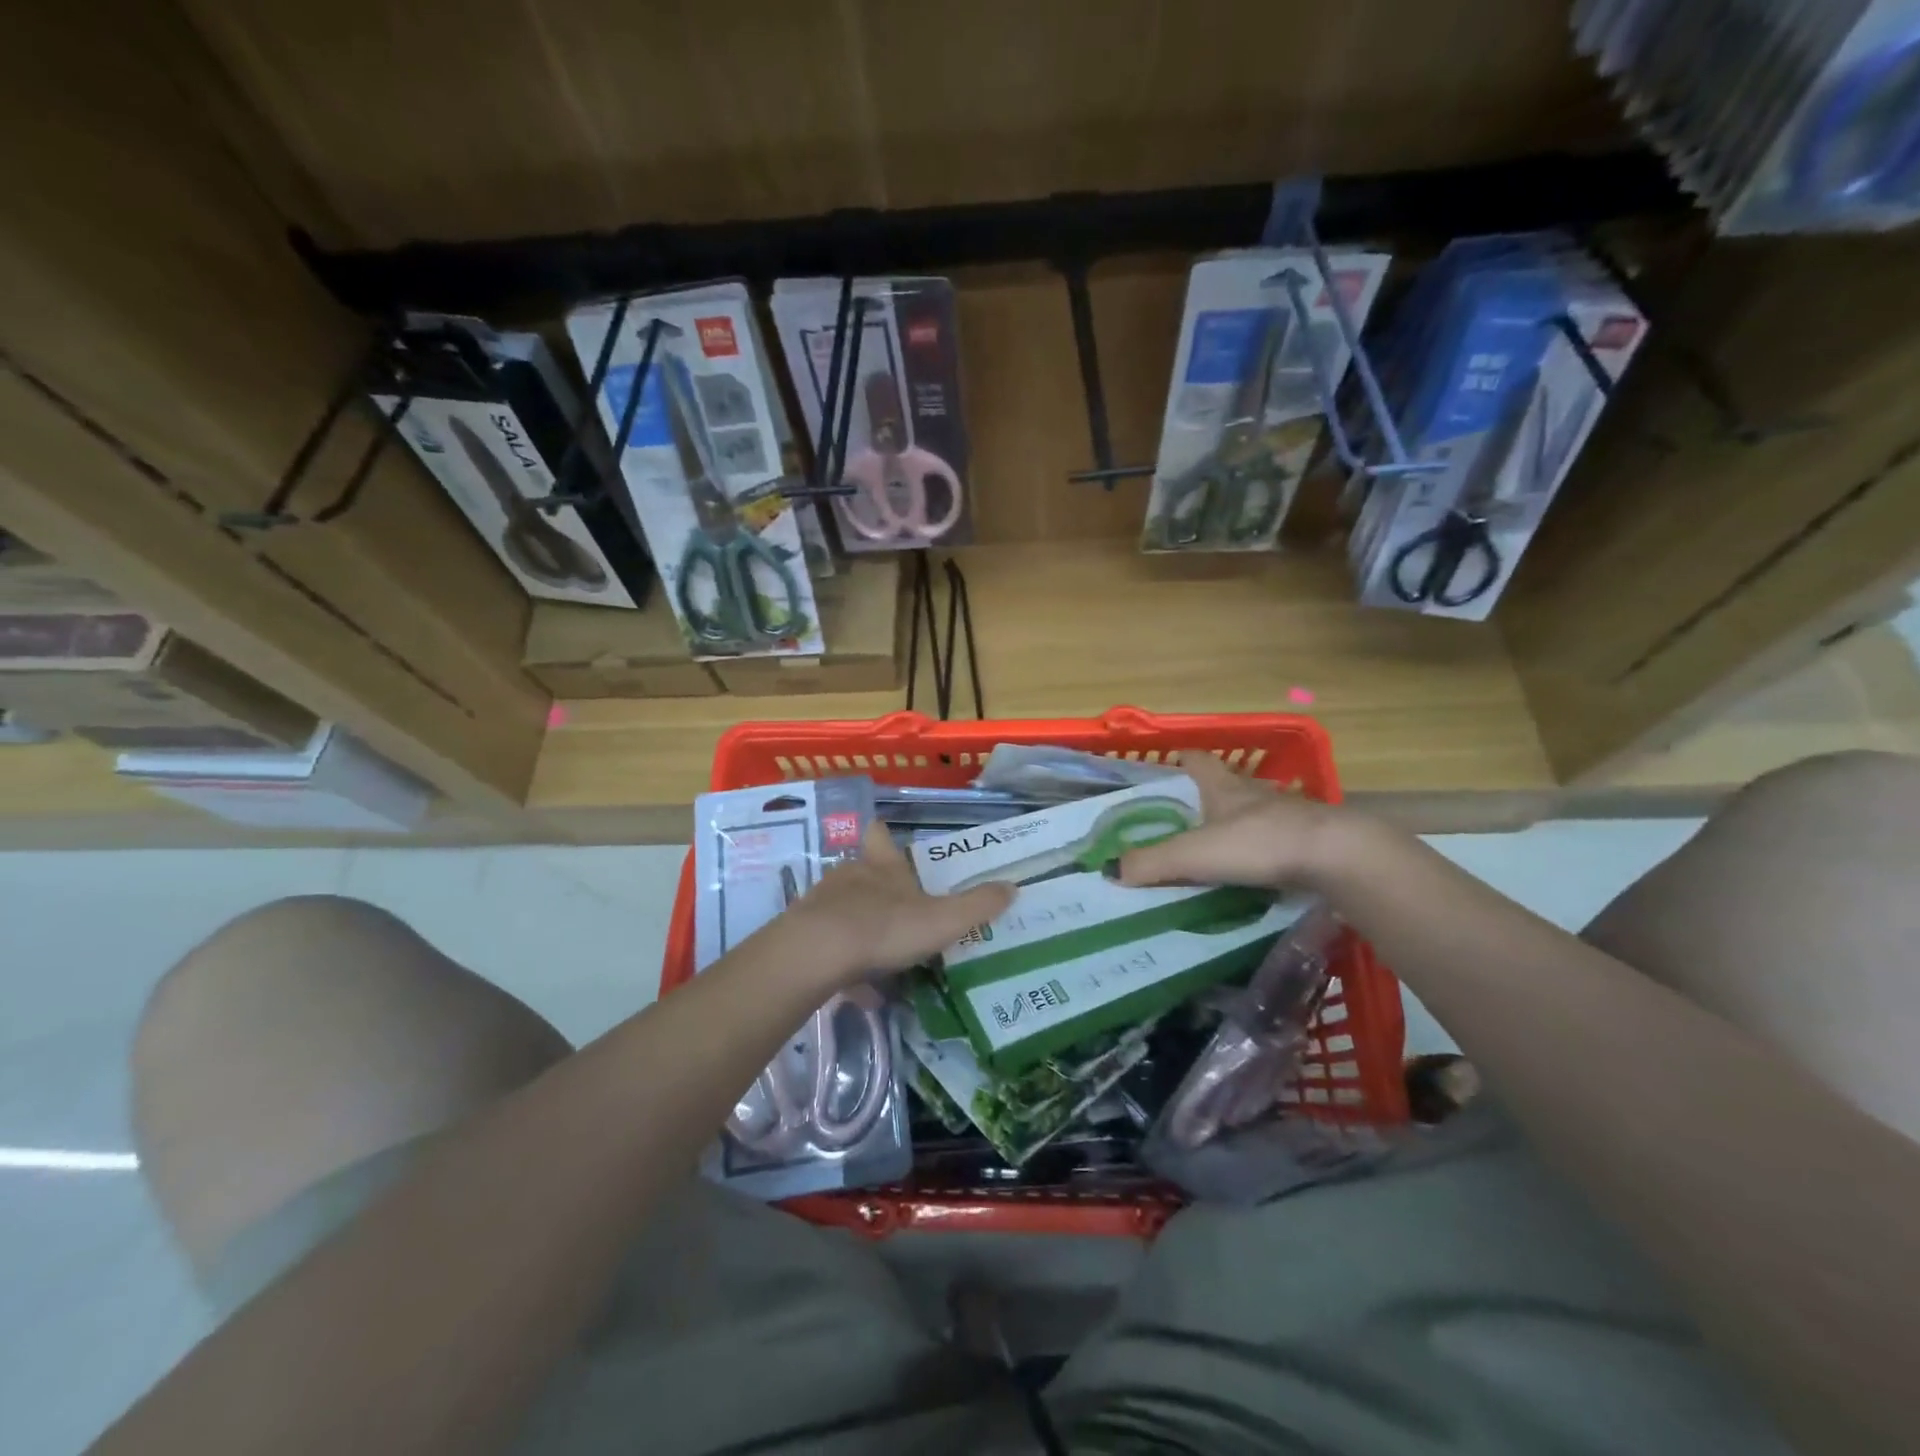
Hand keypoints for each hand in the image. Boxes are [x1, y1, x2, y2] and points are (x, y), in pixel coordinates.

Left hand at [780, 823, 1014, 985]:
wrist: (816, 954)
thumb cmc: (885, 927)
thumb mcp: (943, 920)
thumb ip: (978, 905)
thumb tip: (1013, 887)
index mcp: (883, 867)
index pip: (881, 837)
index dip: (885, 835)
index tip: (887, 834)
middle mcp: (850, 877)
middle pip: (862, 872)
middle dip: (878, 889)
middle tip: (899, 911)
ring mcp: (822, 905)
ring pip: (843, 910)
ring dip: (861, 929)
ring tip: (882, 957)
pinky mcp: (802, 936)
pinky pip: (829, 948)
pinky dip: (846, 966)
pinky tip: (860, 991)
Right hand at [1118, 751, 1342, 892]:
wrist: (1337, 856)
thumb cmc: (1259, 843)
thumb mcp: (1195, 854)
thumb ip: (1152, 862)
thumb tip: (1110, 870)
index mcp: (1224, 787)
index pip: (1198, 761)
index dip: (1181, 760)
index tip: (1167, 766)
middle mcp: (1254, 793)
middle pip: (1226, 785)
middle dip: (1205, 796)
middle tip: (1182, 818)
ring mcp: (1286, 814)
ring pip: (1254, 812)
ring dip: (1236, 824)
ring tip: (1215, 848)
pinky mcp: (1310, 840)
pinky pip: (1276, 840)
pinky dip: (1262, 850)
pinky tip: (1254, 870)